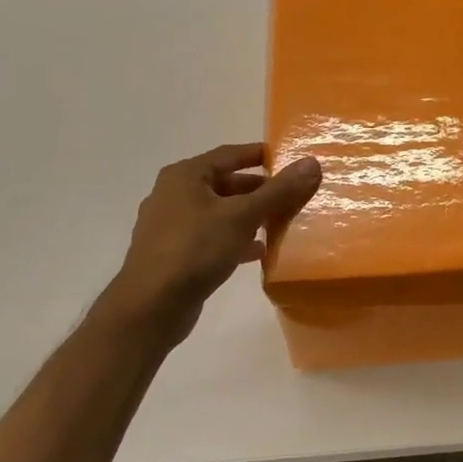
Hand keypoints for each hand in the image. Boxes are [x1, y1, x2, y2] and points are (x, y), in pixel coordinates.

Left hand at [100, 143, 321, 341]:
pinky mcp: (174, 254)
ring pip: (219, 212)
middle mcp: (174, 194)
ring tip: (279, 222)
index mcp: (185, 176)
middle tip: (290, 194)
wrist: (151, 307)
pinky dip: (235, 239)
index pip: (230, 154)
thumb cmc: (195, 250)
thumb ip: (278, 191)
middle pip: (224, 183)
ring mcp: (171, 226)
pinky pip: (212, 237)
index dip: (259, 155)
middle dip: (258, 189)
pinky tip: (258, 252)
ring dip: (249, 216)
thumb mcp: (243, 216)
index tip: (288, 159)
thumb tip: (312, 163)